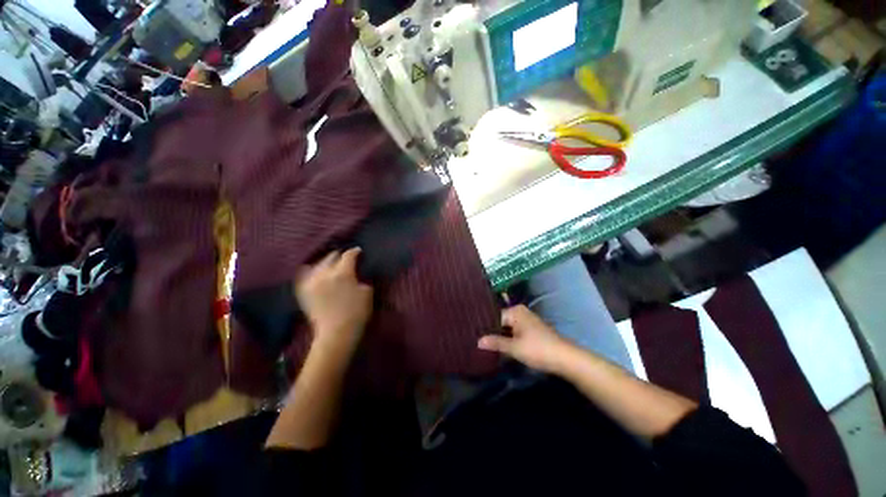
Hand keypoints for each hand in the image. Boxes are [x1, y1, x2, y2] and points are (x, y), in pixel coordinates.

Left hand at [295, 248, 373, 357]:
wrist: (336, 333)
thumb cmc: (357, 313)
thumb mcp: (367, 292)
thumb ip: (361, 278)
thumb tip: (357, 273)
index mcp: (342, 273)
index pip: (348, 255)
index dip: (355, 251)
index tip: (359, 251)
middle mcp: (324, 274)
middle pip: (331, 256)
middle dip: (340, 255)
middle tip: (346, 257)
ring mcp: (311, 282)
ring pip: (318, 263)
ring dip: (326, 261)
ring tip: (331, 263)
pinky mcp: (303, 291)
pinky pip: (304, 274)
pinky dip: (311, 270)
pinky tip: (315, 271)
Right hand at [478, 305, 574, 373]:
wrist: (565, 358)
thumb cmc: (538, 350)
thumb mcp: (514, 348)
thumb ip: (495, 343)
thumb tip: (477, 341)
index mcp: (515, 311)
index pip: (494, 317)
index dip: (485, 328)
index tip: (474, 336)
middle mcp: (520, 312)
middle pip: (500, 321)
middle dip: (492, 332)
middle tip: (478, 341)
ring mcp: (527, 320)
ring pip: (507, 327)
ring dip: (500, 336)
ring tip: (486, 344)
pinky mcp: (532, 329)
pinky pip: (514, 330)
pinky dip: (508, 337)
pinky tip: (501, 346)